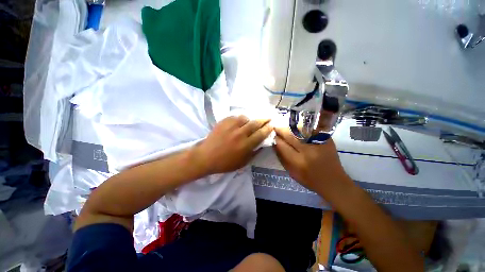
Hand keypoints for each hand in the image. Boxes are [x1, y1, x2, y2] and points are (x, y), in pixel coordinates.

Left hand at [194, 116, 272, 174]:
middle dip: (264, 119)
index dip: (268, 128)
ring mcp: (231, 126)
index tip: (272, 125)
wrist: (206, 157)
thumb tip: (262, 144)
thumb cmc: (225, 163)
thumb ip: (254, 153)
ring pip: (245, 118)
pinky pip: (235, 117)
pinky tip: (239, 122)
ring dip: (250, 120)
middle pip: (255, 123)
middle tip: (268, 117)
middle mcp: (240, 134)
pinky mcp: (223, 122)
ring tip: (250, 122)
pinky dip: (239, 119)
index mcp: (246, 145)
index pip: (261, 134)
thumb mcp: (242, 163)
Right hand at [273, 128, 352, 201]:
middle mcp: (308, 151)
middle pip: (290, 135)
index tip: (273, 136)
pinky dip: (302, 129)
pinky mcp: (326, 139)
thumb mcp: (292, 173)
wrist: (334, 182)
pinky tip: (299, 130)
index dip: (276, 139)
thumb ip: (282, 158)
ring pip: (300, 129)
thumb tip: (274, 144)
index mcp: (298, 162)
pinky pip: (310, 129)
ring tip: (287, 129)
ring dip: (291, 128)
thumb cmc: (310, 180)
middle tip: (276, 128)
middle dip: (281, 130)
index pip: (282, 145)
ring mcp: (319, 143)